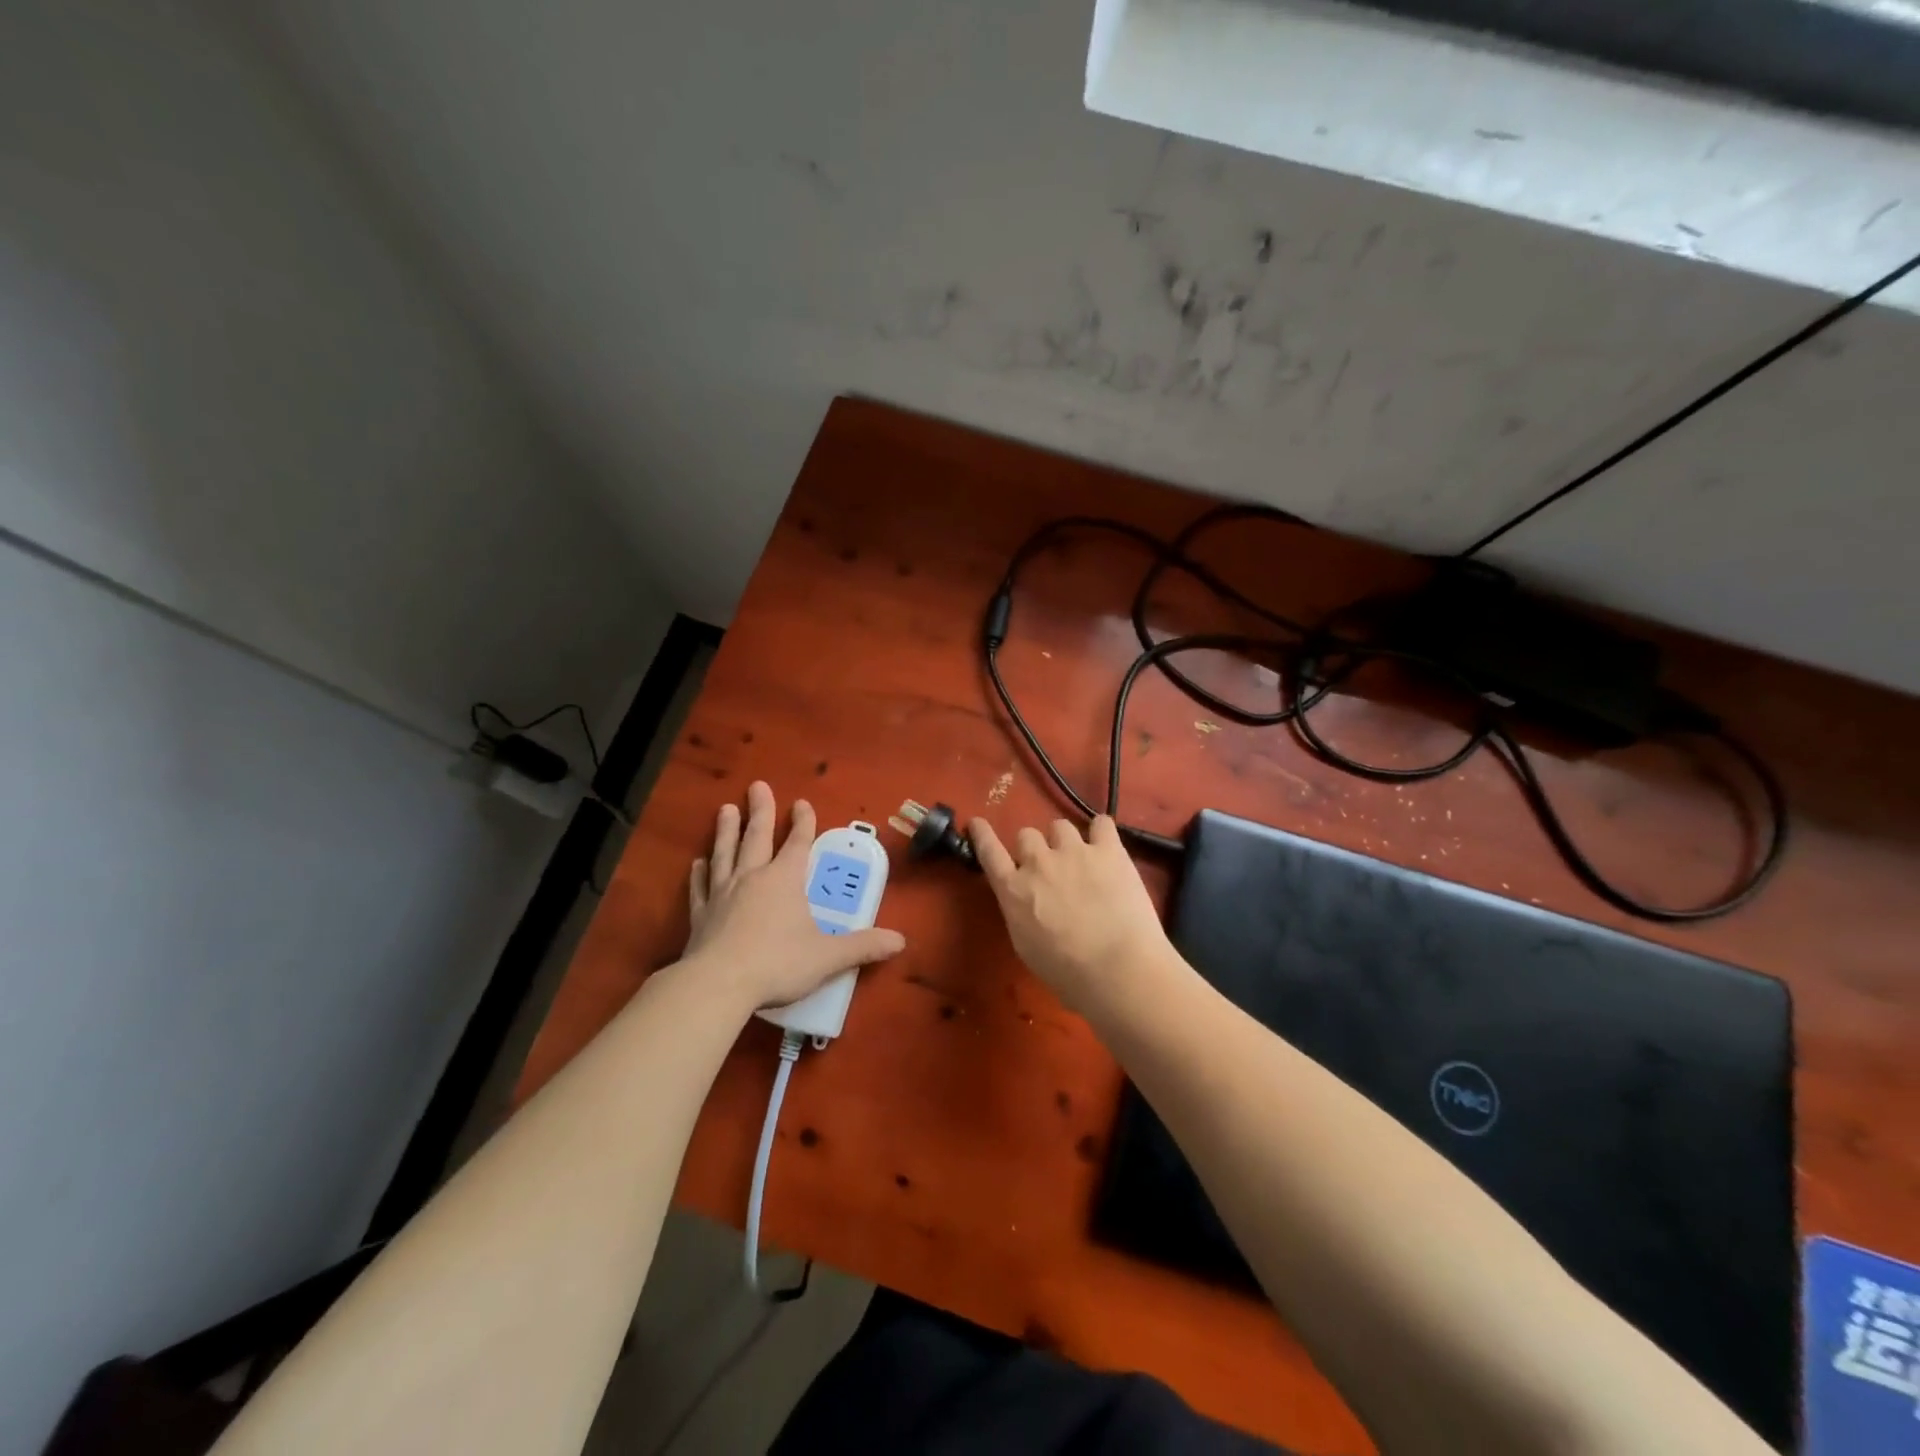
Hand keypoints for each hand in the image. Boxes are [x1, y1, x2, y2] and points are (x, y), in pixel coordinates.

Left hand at [683, 781, 904, 1013]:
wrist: (718, 984)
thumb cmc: (778, 963)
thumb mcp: (827, 957)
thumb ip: (863, 947)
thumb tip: (900, 941)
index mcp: (785, 880)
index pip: (798, 843)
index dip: (803, 822)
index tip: (802, 802)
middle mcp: (753, 878)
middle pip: (757, 837)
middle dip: (761, 811)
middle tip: (757, 786)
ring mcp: (723, 894)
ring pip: (725, 853)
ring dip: (727, 831)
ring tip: (726, 809)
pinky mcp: (701, 915)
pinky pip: (701, 887)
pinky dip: (699, 873)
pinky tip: (697, 862)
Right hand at [968, 814, 1174, 1015]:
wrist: (1118, 970)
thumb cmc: (1068, 973)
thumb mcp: (1025, 946)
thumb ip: (1020, 912)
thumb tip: (1025, 900)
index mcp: (1013, 889)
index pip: (989, 851)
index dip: (982, 834)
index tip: (977, 822)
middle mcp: (1038, 862)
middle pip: (1027, 834)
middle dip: (1035, 849)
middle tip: (1051, 869)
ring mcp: (1074, 851)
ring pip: (1060, 826)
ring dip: (1065, 841)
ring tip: (1081, 860)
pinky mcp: (1109, 850)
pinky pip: (1102, 824)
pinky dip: (1101, 832)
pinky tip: (1106, 846)